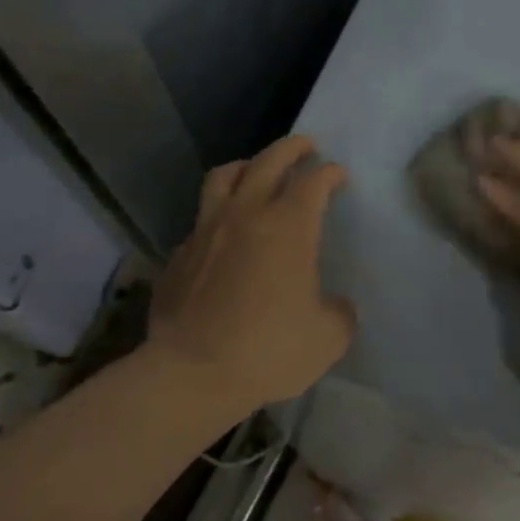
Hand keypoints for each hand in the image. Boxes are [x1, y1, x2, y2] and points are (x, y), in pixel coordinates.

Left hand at [149, 135, 354, 411]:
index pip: (313, 182)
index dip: (330, 173)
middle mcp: (246, 215)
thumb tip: (333, 304)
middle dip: (291, 148)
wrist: (191, 374)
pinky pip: (202, 219)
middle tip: (306, 146)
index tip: (339, 176)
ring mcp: (207, 231)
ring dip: (246, 165)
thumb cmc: (268, 350)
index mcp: (289, 227)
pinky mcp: (180, 254)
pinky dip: (218, 213)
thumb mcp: (328, 337)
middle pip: (268, 161)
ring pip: (224, 177)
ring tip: (257, 169)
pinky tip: (224, 232)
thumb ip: (339, 312)